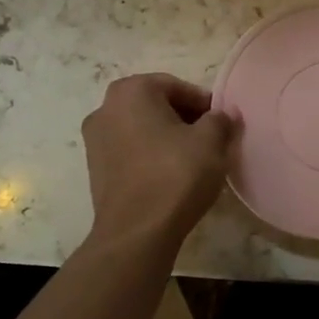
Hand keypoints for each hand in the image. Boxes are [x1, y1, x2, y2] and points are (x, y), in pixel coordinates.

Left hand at [81, 73, 234, 250]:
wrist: (136, 232)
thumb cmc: (175, 175)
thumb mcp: (211, 141)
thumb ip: (220, 119)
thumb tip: (224, 114)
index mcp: (131, 91)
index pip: (176, 86)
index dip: (203, 103)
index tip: (221, 122)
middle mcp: (105, 108)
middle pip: (156, 105)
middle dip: (184, 118)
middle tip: (210, 139)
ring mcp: (95, 140)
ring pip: (142, 128)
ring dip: (167, 137)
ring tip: (193, 159)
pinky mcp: (95, 169)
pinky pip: (130, 151)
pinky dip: (150, 155)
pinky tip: (171, 175)